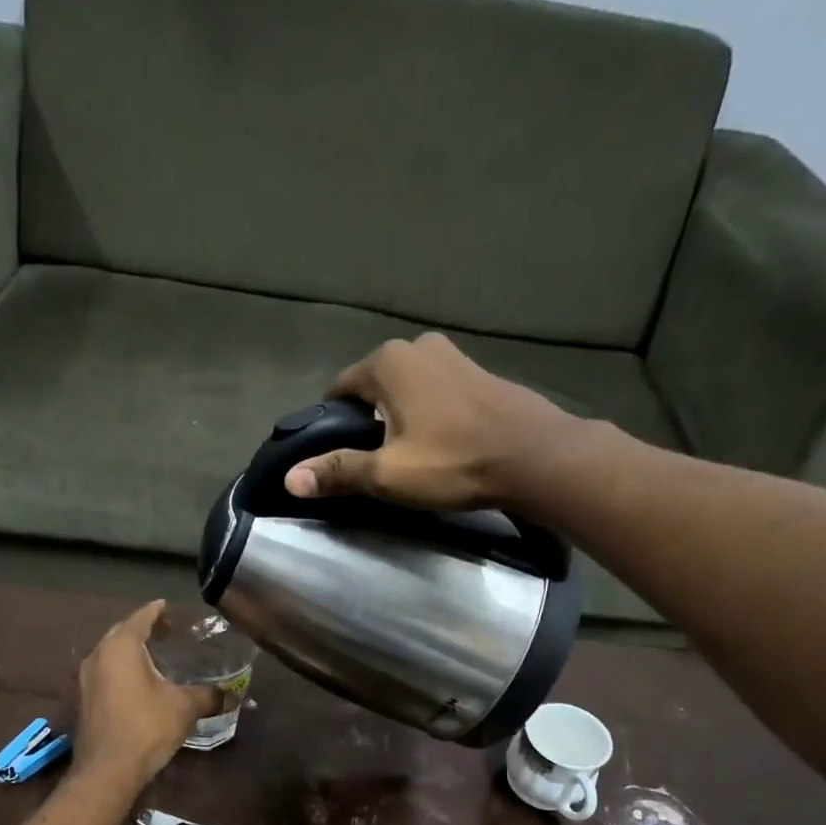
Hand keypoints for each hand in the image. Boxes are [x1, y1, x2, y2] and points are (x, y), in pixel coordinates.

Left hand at [73, 600, 222, 787]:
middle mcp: (98, 656)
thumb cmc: (146, 728)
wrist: (108, 770)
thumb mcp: (184, 708)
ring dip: (130, 650)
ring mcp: (85, 679)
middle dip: (143, 628)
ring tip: (155, 655)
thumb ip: (209, 696)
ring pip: (110, 653)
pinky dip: (121, 669)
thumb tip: (233, 695)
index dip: (157, 611)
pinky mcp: (83, 700)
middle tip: (167, 631)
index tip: (169, 606)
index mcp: (120, 647)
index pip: (140, 618)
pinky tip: (138, 682)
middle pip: (122, 632)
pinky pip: (104, 672)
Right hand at [284, 333, 604, 509]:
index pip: (339, 390)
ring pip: (407, 389)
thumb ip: (338, 472)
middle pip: (374, 388)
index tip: (339, 457)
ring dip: (400, 418)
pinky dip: (429, 414)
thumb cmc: (454, 462)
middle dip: (368, 421)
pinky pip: (437, 392)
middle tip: (374, 463)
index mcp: (387, 362)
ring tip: (407, 457)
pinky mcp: (480, 372)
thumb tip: (290, 479)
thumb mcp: (387, 474)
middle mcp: (417, 346)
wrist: (535, 457)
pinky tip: (440, 444)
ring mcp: (453, 355)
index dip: (332, 425)